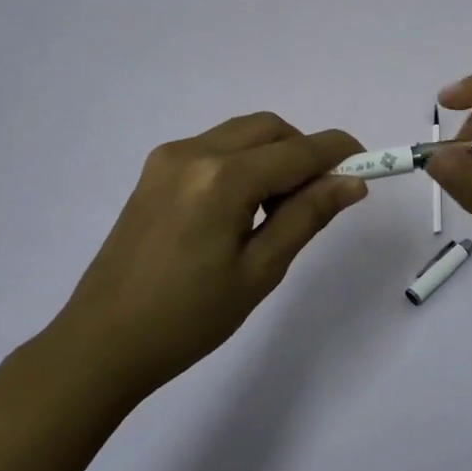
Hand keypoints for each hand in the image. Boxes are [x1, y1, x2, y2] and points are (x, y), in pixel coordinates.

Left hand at [58, 114, 365, 403]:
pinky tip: (240, 208)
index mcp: (222, 179)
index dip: (338, 152)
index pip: (298, 150)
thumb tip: (351, 182)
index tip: (368, 163)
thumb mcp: (259, 271)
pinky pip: (214, 146)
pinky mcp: (154, 170)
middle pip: (269, 128)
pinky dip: (242, 161)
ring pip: (241, 133)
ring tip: (276, 211)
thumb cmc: (188, 319)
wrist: (102, 342)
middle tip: (317, 199)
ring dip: (272, 155)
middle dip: (303, 151)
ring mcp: (168, 157)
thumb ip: (307, 216)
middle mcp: (194, 152)